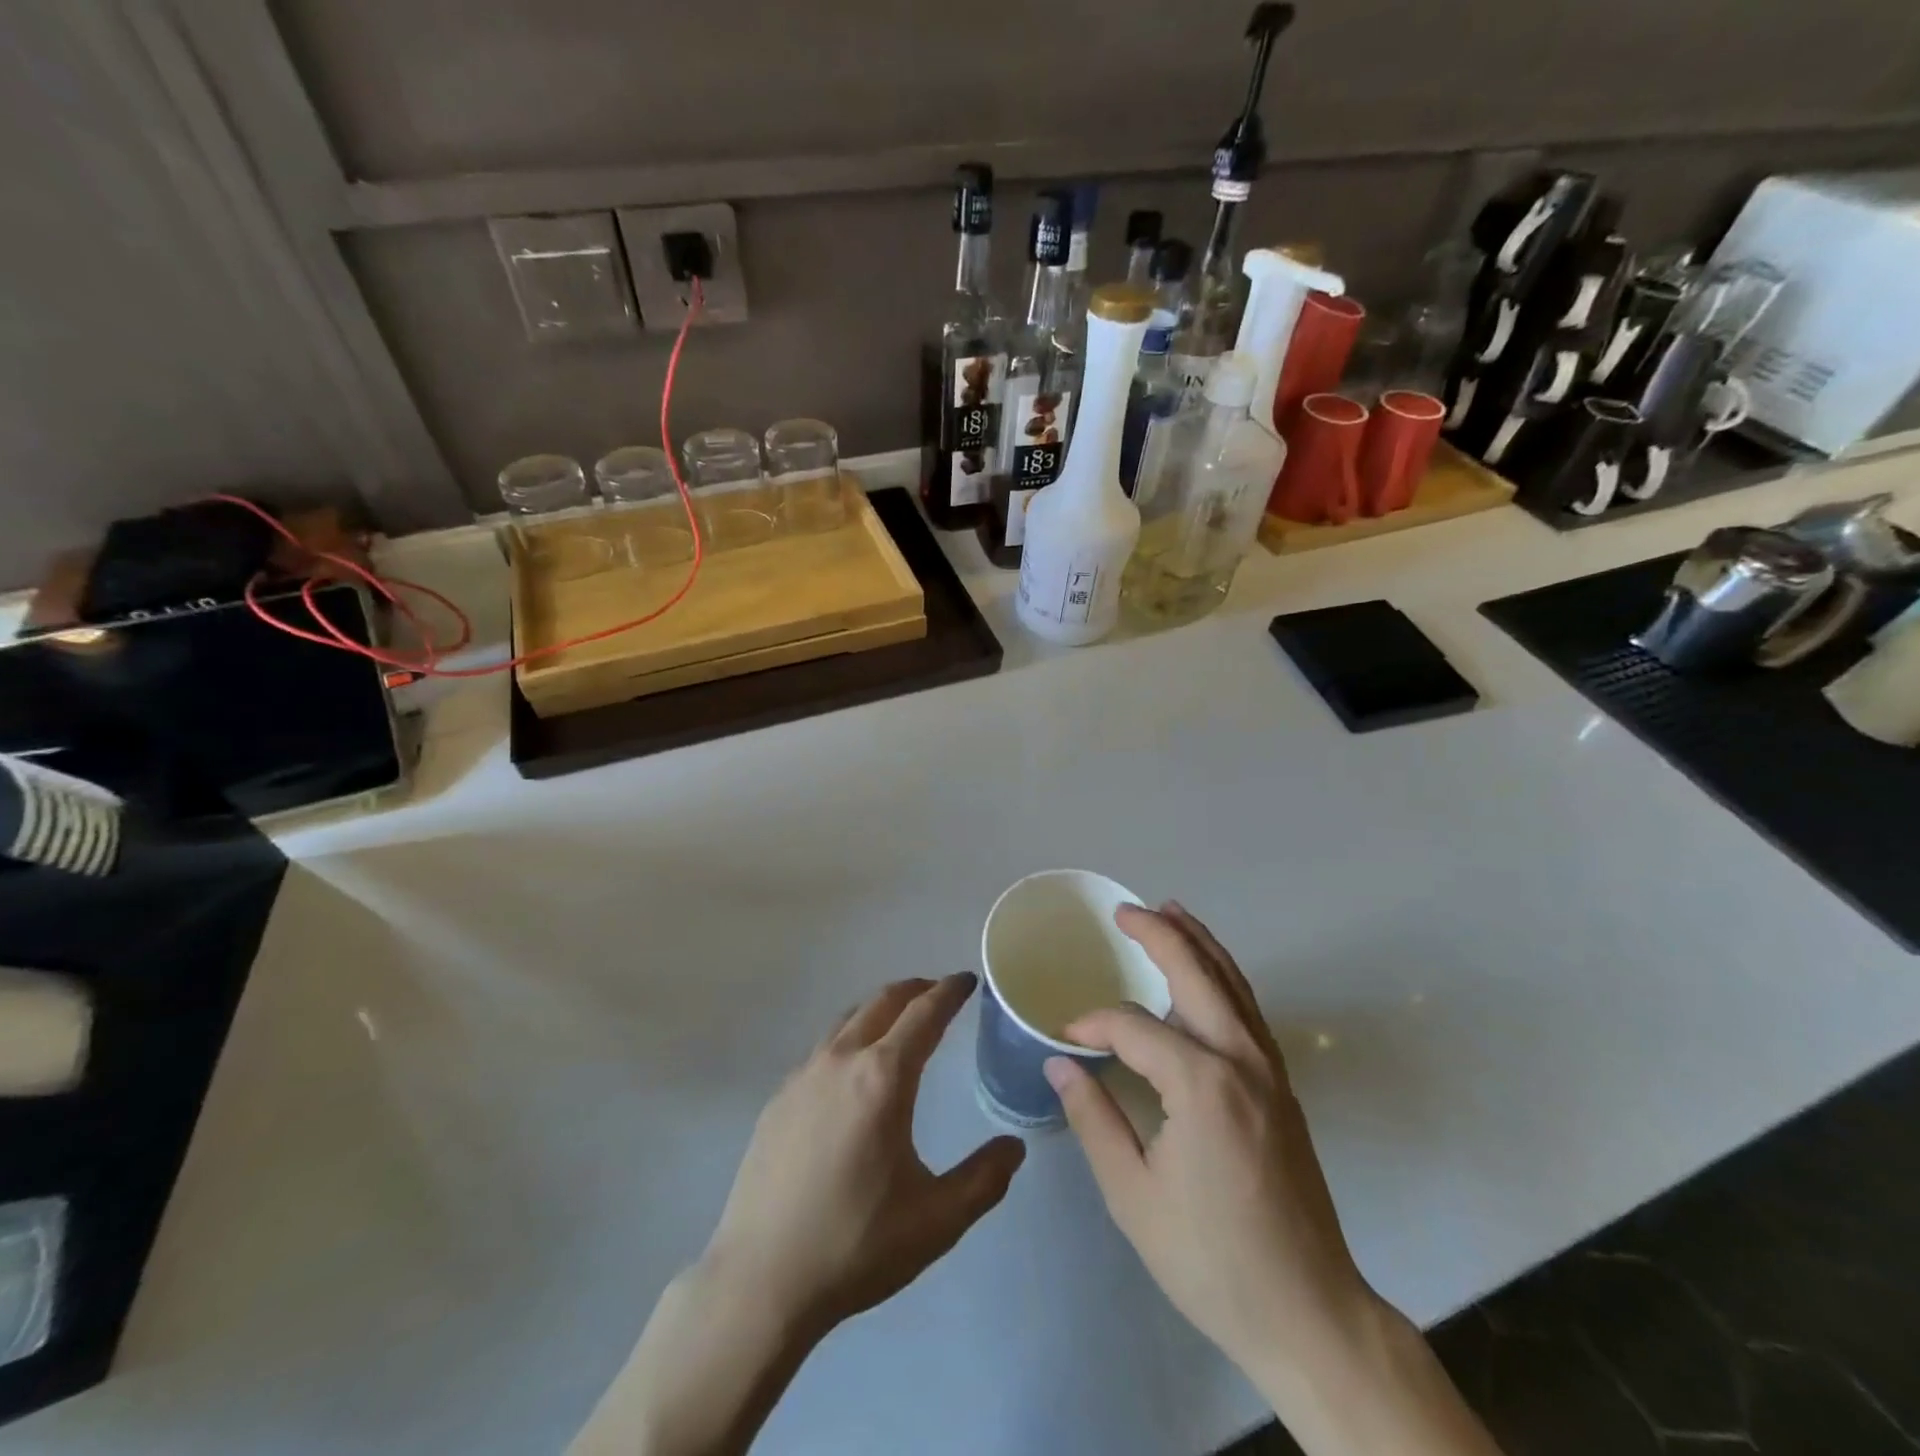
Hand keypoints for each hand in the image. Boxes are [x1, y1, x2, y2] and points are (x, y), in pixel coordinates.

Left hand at [703, 972, 1025, 1334]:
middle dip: (916, 989)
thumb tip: (1014, 1146)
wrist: (760, 1280)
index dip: (949, 992)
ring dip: (880, 1009)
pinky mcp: (778, 1098)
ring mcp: (803, 1076)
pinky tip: (853, 1072)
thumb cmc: (856, 1245)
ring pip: (848, 1019)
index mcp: (883, 1078)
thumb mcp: (936, 1220)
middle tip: (939, 993)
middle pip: (883, 1001)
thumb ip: (984, 1179)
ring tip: (899, 1022)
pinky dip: (850, 1038)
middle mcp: (841, 1061)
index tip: (967, 980)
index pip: (924, 1013)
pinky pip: (823, 1049)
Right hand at [1044, 904, 1372, 1378]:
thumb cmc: (1210, 1259)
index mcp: (1202, 1085)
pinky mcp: (1282, 1085)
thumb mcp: (1133, 1196)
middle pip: (1197, 975)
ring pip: (1233, 984)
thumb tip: (1060, 1064)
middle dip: (1159, 935)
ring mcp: (1270, 1070)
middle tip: (1124, 910)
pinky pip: (1248, 1010)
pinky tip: (1206, 974)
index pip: (1134, 1027)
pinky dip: (1224, 977)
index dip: (1094, 1024)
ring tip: (1170, 912)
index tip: (1065, 1036)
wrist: (1308, 1311)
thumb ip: (1093, 1118)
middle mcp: (1241, 1061)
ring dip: (1200, 944)